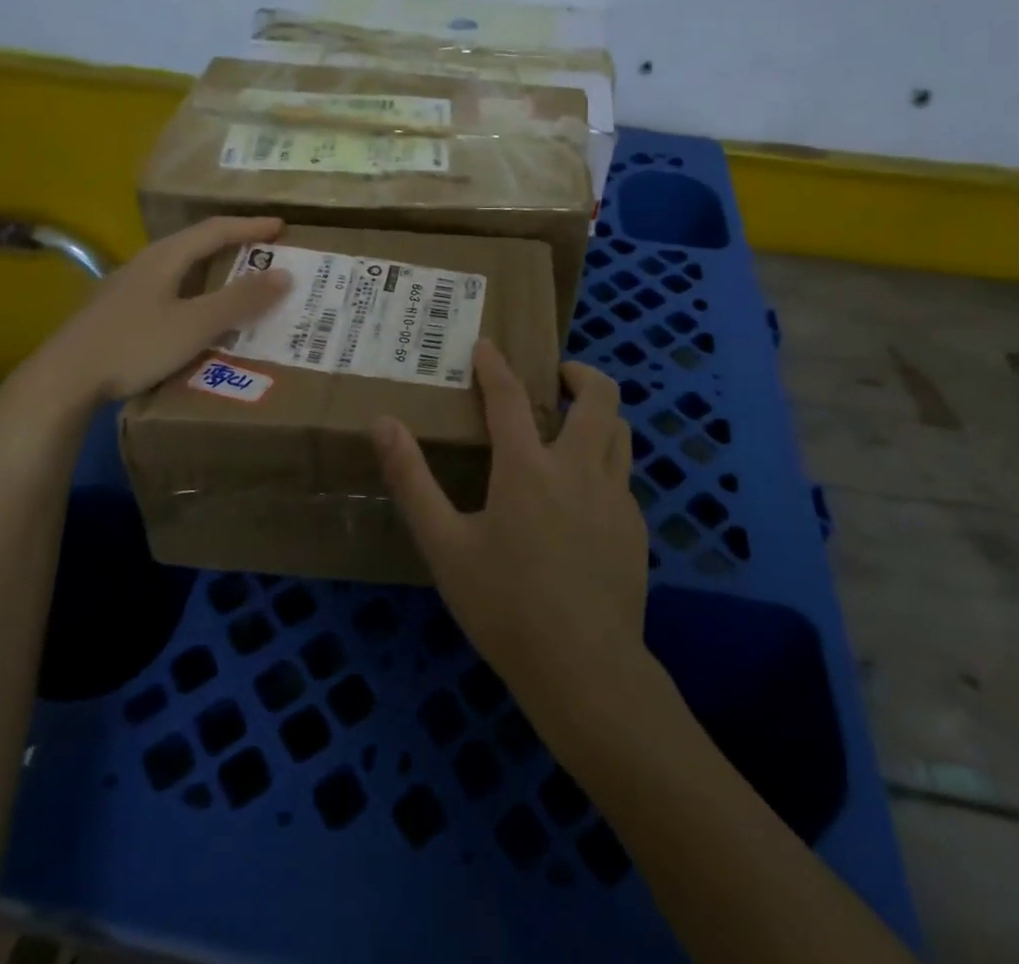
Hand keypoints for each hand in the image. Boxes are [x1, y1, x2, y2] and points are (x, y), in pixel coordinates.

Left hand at [0, 216, 292, 431]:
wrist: (62, 381)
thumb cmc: (133, 345)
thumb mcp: (194, 324)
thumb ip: (239, 301)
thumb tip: (284, 274)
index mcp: (164, 257)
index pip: (215, 230)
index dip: (250, 227)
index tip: (281, 227)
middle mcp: (145, 264)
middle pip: (196, 245)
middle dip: (233, 246)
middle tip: (265, 254)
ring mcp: (127, 288)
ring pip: (180, 269)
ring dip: (213, 272)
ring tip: (239, 283)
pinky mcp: (117, 312)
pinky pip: (168, 291)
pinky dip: (194, 294)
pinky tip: (197, 316)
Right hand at [373, 341, 648, 716]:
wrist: (587, 673)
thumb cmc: (506, 607)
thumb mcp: (445, 546)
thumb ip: (412, 480)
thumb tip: (383, 424)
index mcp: (528, 468)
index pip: (510, 396)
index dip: (495, 365)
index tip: (486, 345)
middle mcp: (579, 468)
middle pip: (599, 395)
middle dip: (579, 373)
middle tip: (555, 379)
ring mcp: (616, 497)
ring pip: (620, 431)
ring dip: (598, 414)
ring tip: (571, 426)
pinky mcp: (635, 528)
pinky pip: (622, 476)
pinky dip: (603, 463)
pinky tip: (582, 498)